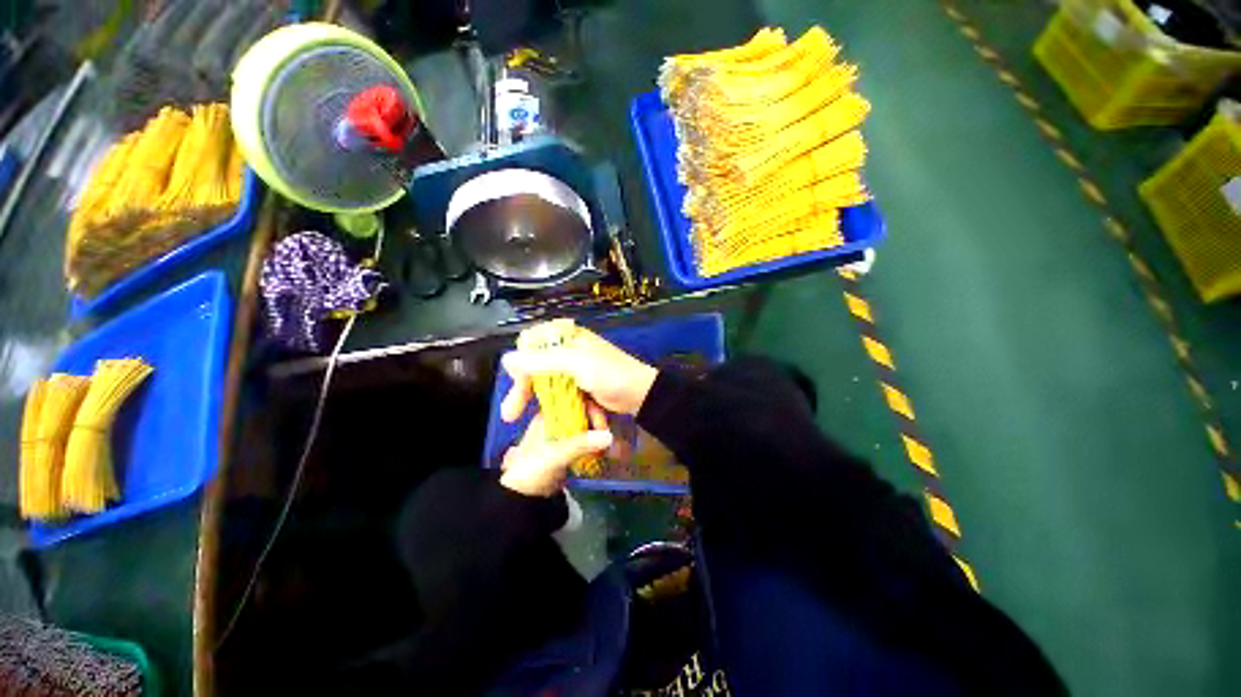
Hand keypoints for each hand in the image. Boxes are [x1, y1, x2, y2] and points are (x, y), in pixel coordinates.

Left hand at [500, 412, 612, 496]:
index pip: (574, 403)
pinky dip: (595, 446)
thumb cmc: (532, 470)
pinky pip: (586, 443)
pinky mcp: (568, 451)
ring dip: (598, 436)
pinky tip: (605, 452)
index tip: (601, 422)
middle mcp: (556, 422)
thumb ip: (581, 444)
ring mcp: (563, 437)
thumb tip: (609, 436)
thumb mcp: (556, 454)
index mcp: (548, 416)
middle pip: (583, 415)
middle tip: (608, 435)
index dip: (590, 408)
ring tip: (610, 445)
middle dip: (597, 424)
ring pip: (586, 429)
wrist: (522, 498)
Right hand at [501, 328, 658, 419]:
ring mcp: (573, 368)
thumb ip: (542, 361)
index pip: (531, 344)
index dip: (521, 365)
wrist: (641, 394)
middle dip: (522, 389)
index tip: (518, 385)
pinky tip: (547, 418)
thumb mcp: (576, 365)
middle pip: (535, 366)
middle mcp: (567, 349)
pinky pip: (558, 393)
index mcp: (566, 336)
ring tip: (518, 419)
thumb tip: (506, 359)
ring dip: (534, 401)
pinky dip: (553, 405)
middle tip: (510, 414)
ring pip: (544, 382)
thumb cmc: (611, 374)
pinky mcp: (579, 384)